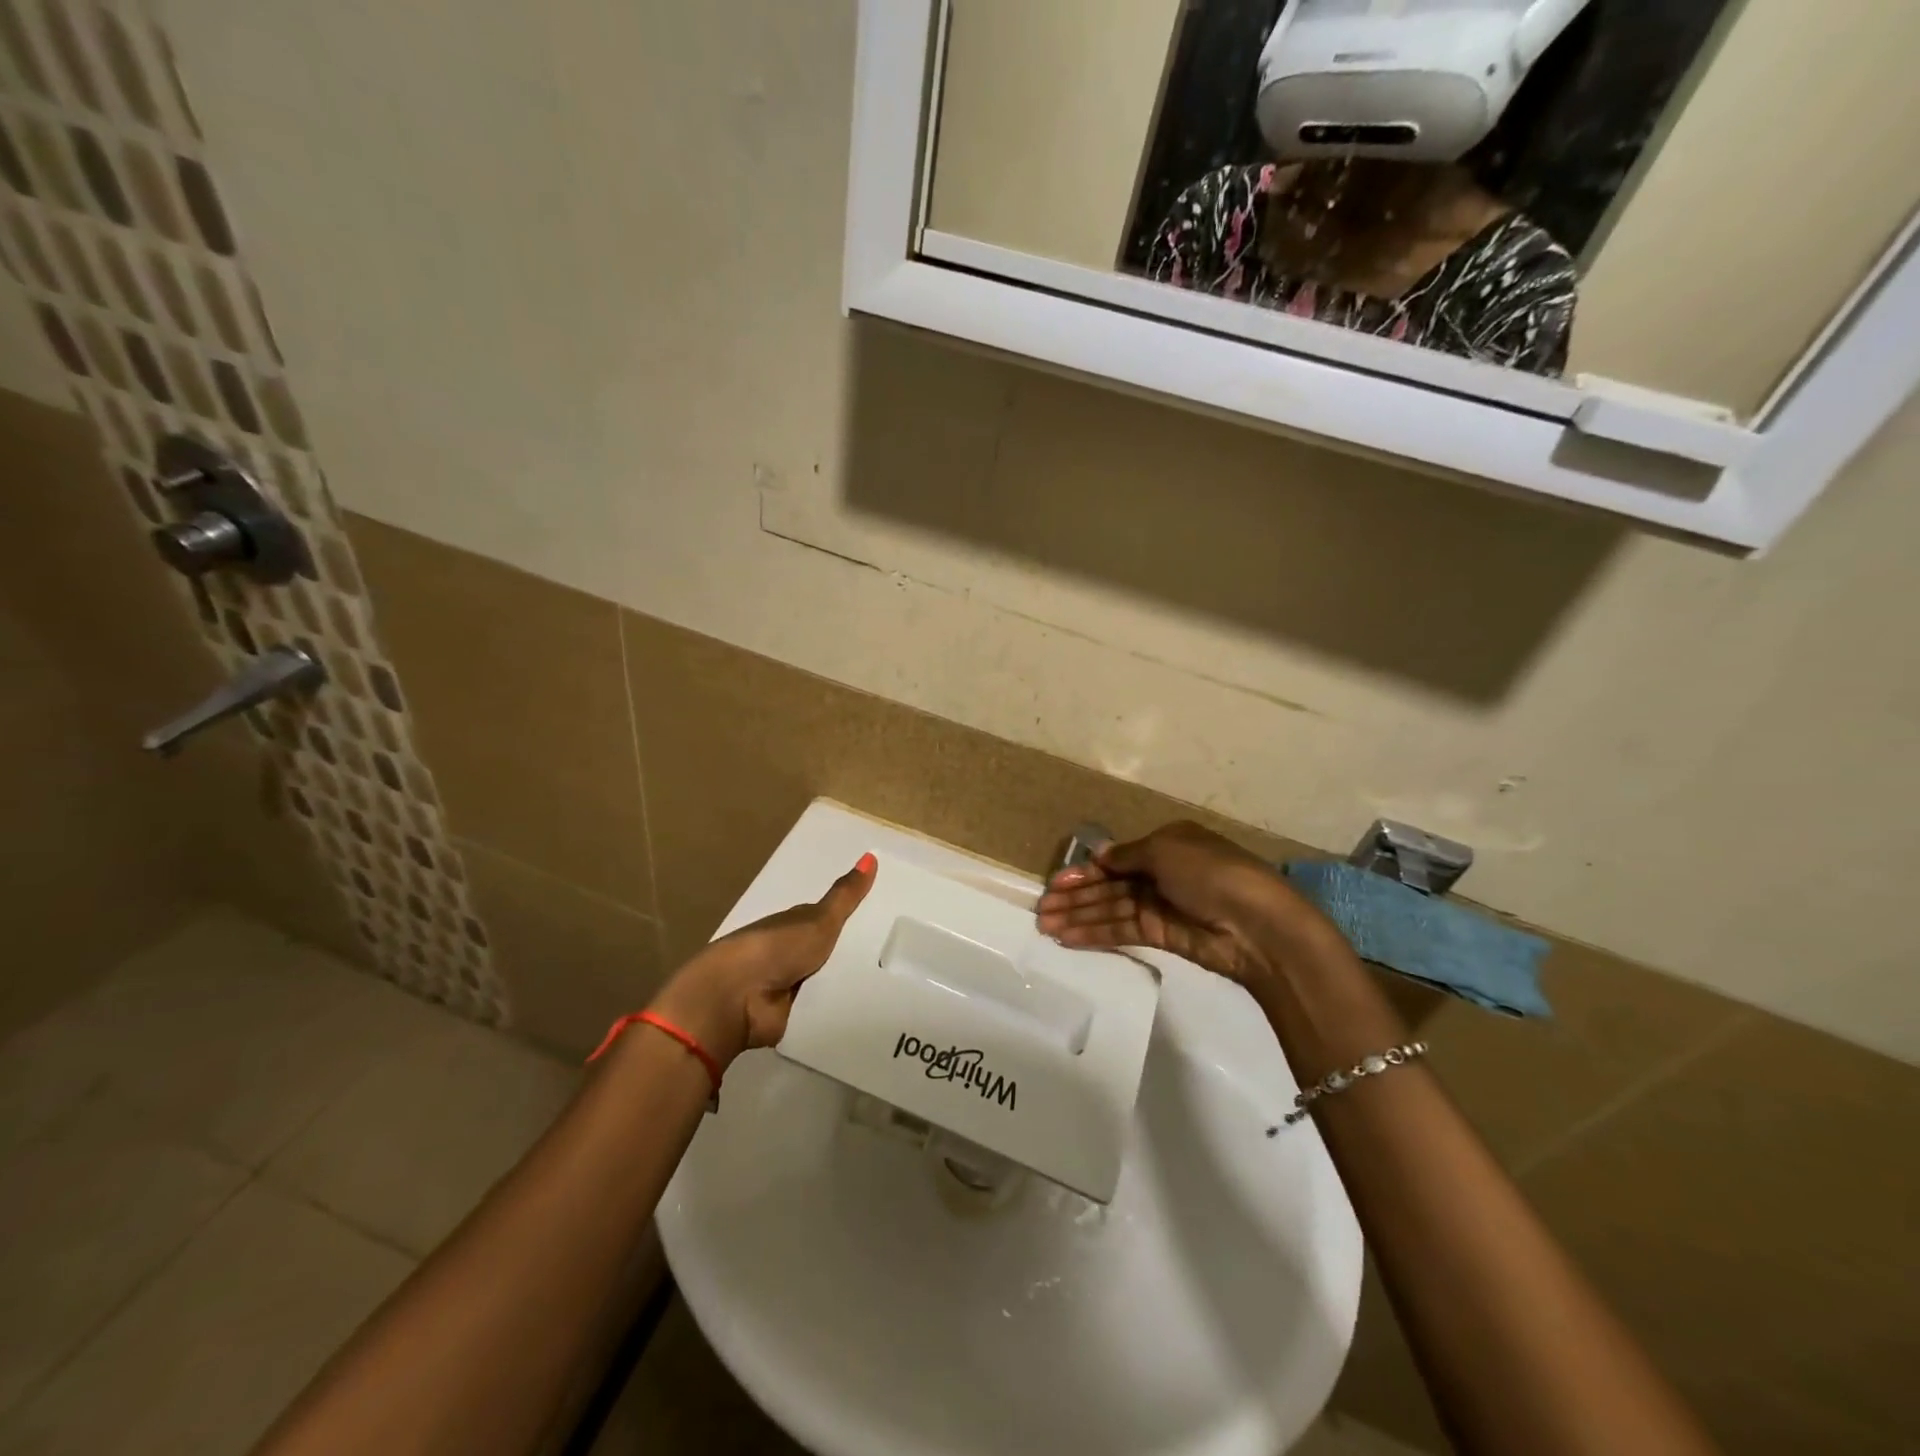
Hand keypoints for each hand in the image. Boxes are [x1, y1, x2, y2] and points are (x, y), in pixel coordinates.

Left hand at [649, 854, 875, 1068]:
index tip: (887, 917)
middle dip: (859, 954)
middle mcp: (793, 953)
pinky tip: (874, 1007)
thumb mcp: (819, 919)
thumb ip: (846, 896)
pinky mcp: (793, 1016)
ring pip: (832, 981)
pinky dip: (842, 1008)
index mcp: (796, 925)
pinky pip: (826, 1009)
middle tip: (900, 955)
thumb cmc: (777, 947)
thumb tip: (871, 856)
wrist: (737, 998)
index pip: (830, 918)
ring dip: (852, 983)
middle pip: (834, 952)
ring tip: (896, 983)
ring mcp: (791, 986)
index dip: (854, 917)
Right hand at [1036, 822, 1332, 988]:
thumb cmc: (1210, 873)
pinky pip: (1122, 931)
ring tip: (1045, 927)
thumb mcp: (1165, 850)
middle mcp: (1161, 872)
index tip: (1055, 882)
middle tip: (1040, 909)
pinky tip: (1070, 938)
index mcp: (1165, 844)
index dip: (1085, 870)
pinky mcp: (1163, 935)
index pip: (1116, 858)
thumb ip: (1127, 856)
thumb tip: (1099, 856)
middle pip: (1109, 885)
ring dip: (1079, 917)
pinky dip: (1096, 934)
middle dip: (1075, 896)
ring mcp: (1161, 905)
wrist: (1257, 925)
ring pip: (1110, 909)